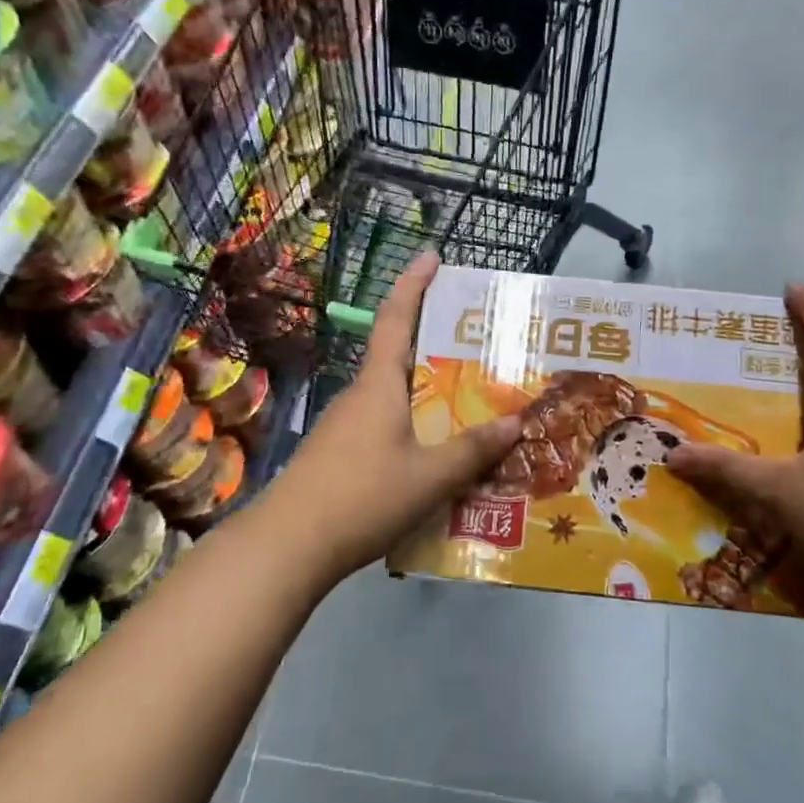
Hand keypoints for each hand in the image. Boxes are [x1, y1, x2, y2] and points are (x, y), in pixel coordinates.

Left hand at [267, 252, 520, 580]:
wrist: (287, 546)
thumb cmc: (362, 496)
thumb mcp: (429, 476)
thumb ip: (472, 450)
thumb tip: (516, 422)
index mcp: (379, 385)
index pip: (395, 318)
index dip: (413, 283)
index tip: (432, 255)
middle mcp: (359, 396)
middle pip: (398, 357)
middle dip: (434, 346)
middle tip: (477, 348)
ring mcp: (343, 427)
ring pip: (393, 398)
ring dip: (426, 395)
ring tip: (468, 407)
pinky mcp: (336, 456)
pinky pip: (383, 428)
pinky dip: (411, 428)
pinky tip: (433, 458)